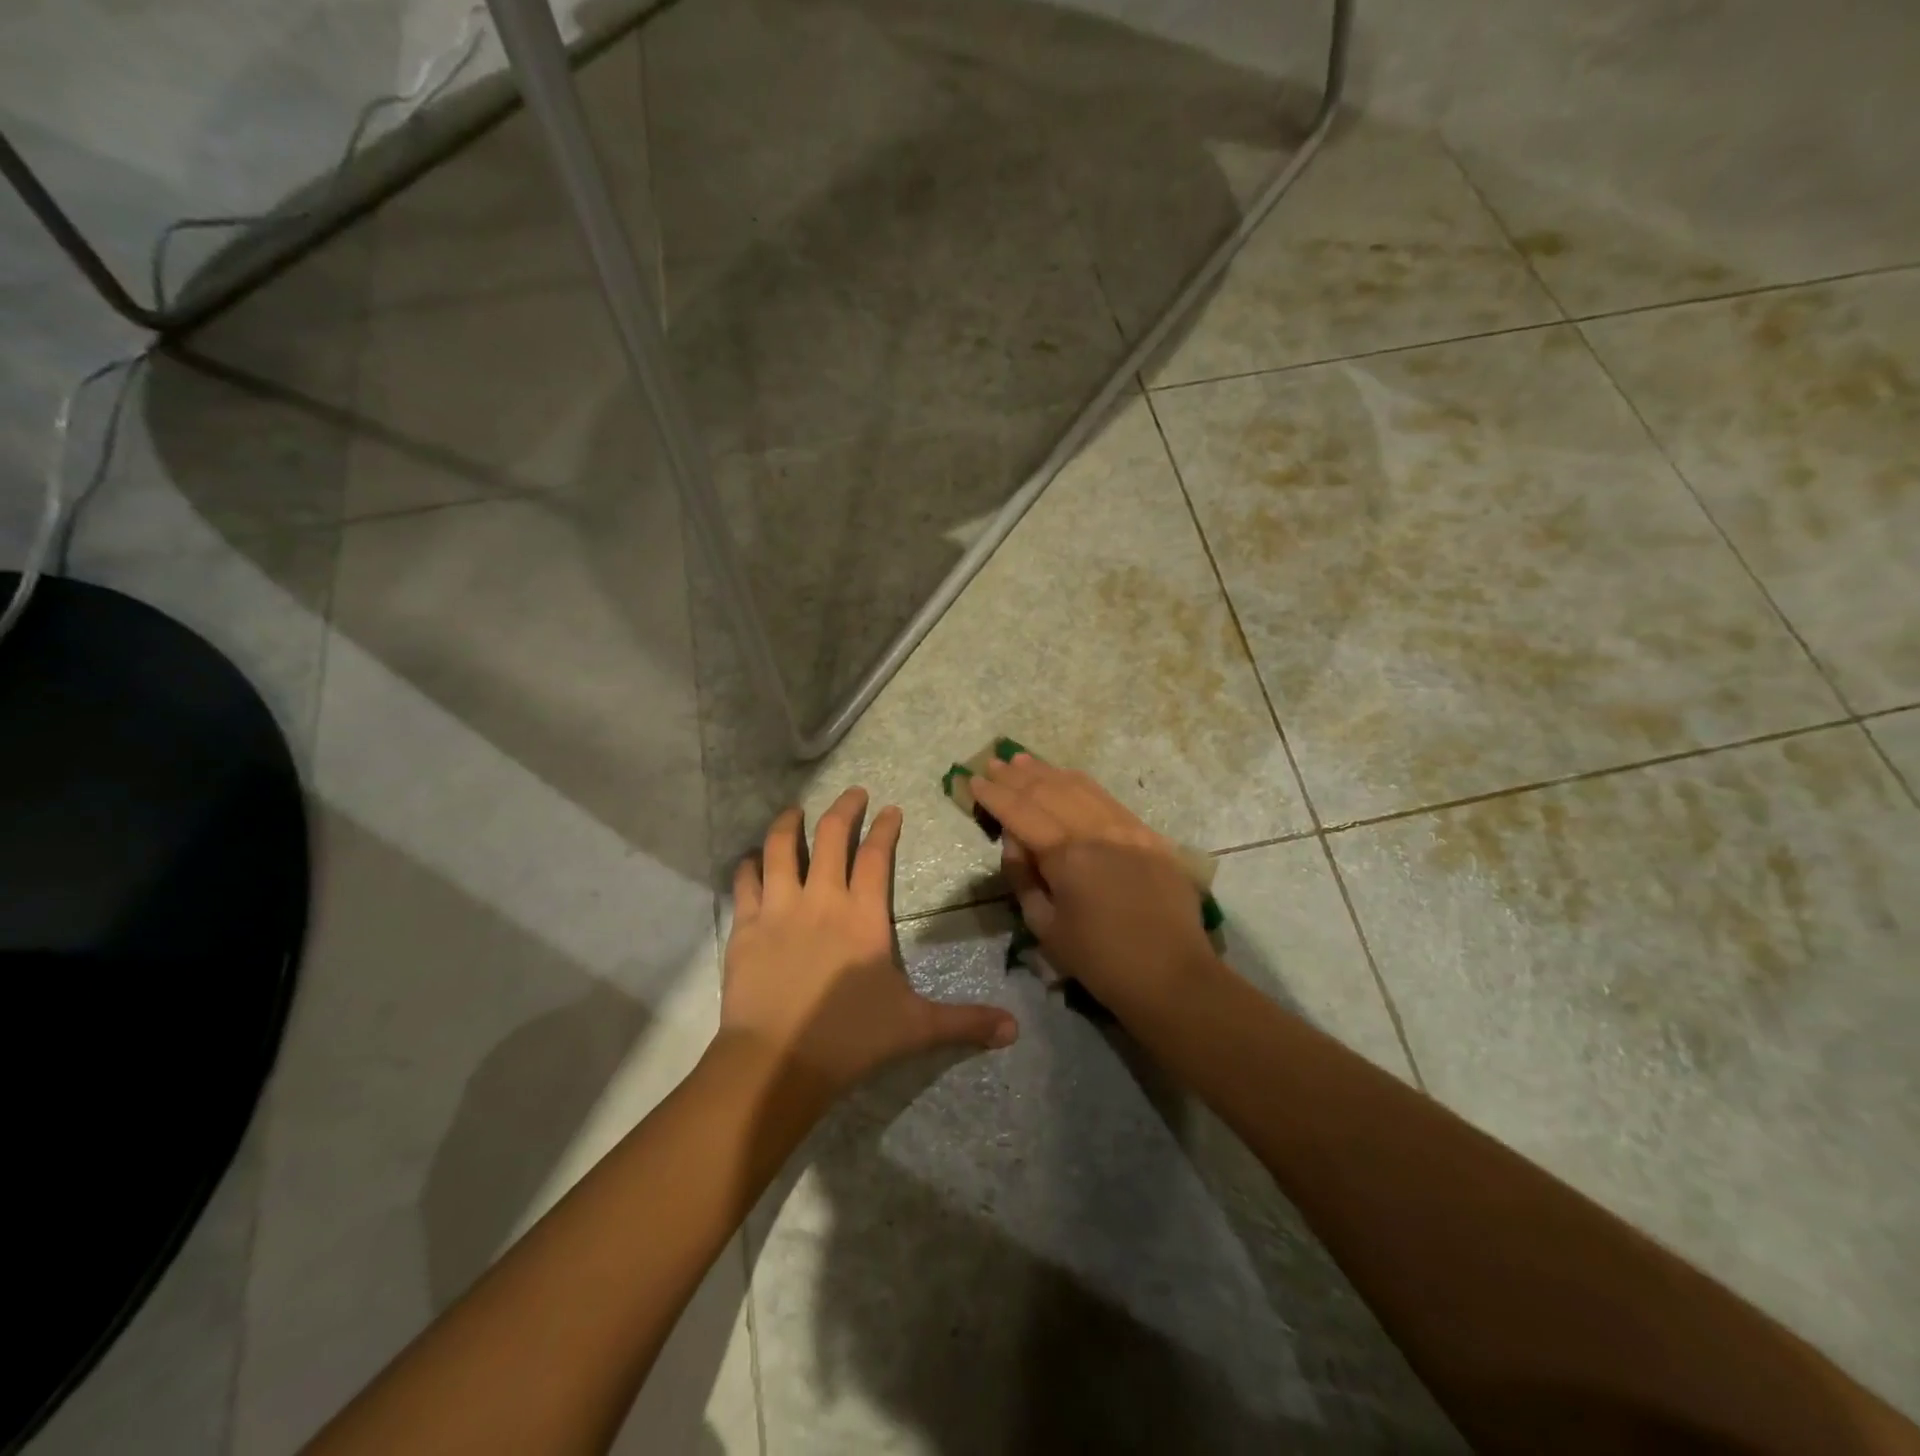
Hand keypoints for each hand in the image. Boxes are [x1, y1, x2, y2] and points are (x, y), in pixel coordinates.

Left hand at [721, 788, 1018, 1092]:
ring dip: (789, 824)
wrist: (777, 1062)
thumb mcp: (916, 1027)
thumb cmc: (850, 1039)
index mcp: (863, 916)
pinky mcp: (746, 927)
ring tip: (795, 811)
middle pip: (831, 837)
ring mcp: (779, 909)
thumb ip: (965, 1022)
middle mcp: (821, 900)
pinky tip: (751, 860)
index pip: (876, 857)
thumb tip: (1015, 1030)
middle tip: (853, 793)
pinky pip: (746, 882)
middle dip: (844, 808)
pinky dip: (749, 865)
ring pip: (781, 849)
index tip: (891, 809)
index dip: (885, 829)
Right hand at [968, 755, 1219, 1022]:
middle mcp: (1096, 831)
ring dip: (1048, 772)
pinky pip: (1108, 799)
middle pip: (1049, 792)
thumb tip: (1014, 841)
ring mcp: (1127, 828)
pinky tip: (1067, 778)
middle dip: (1016, 777)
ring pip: (1080, 787)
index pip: (1021, 813)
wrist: (1171, 975)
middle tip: (992, 763)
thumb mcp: (1045, 927)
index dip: (994, 795)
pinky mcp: (1149, 835)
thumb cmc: (1100, 960)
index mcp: (1067, 856)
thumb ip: (1023, 878)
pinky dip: (1081, 785)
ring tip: (1023, 761)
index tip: (972, 780)